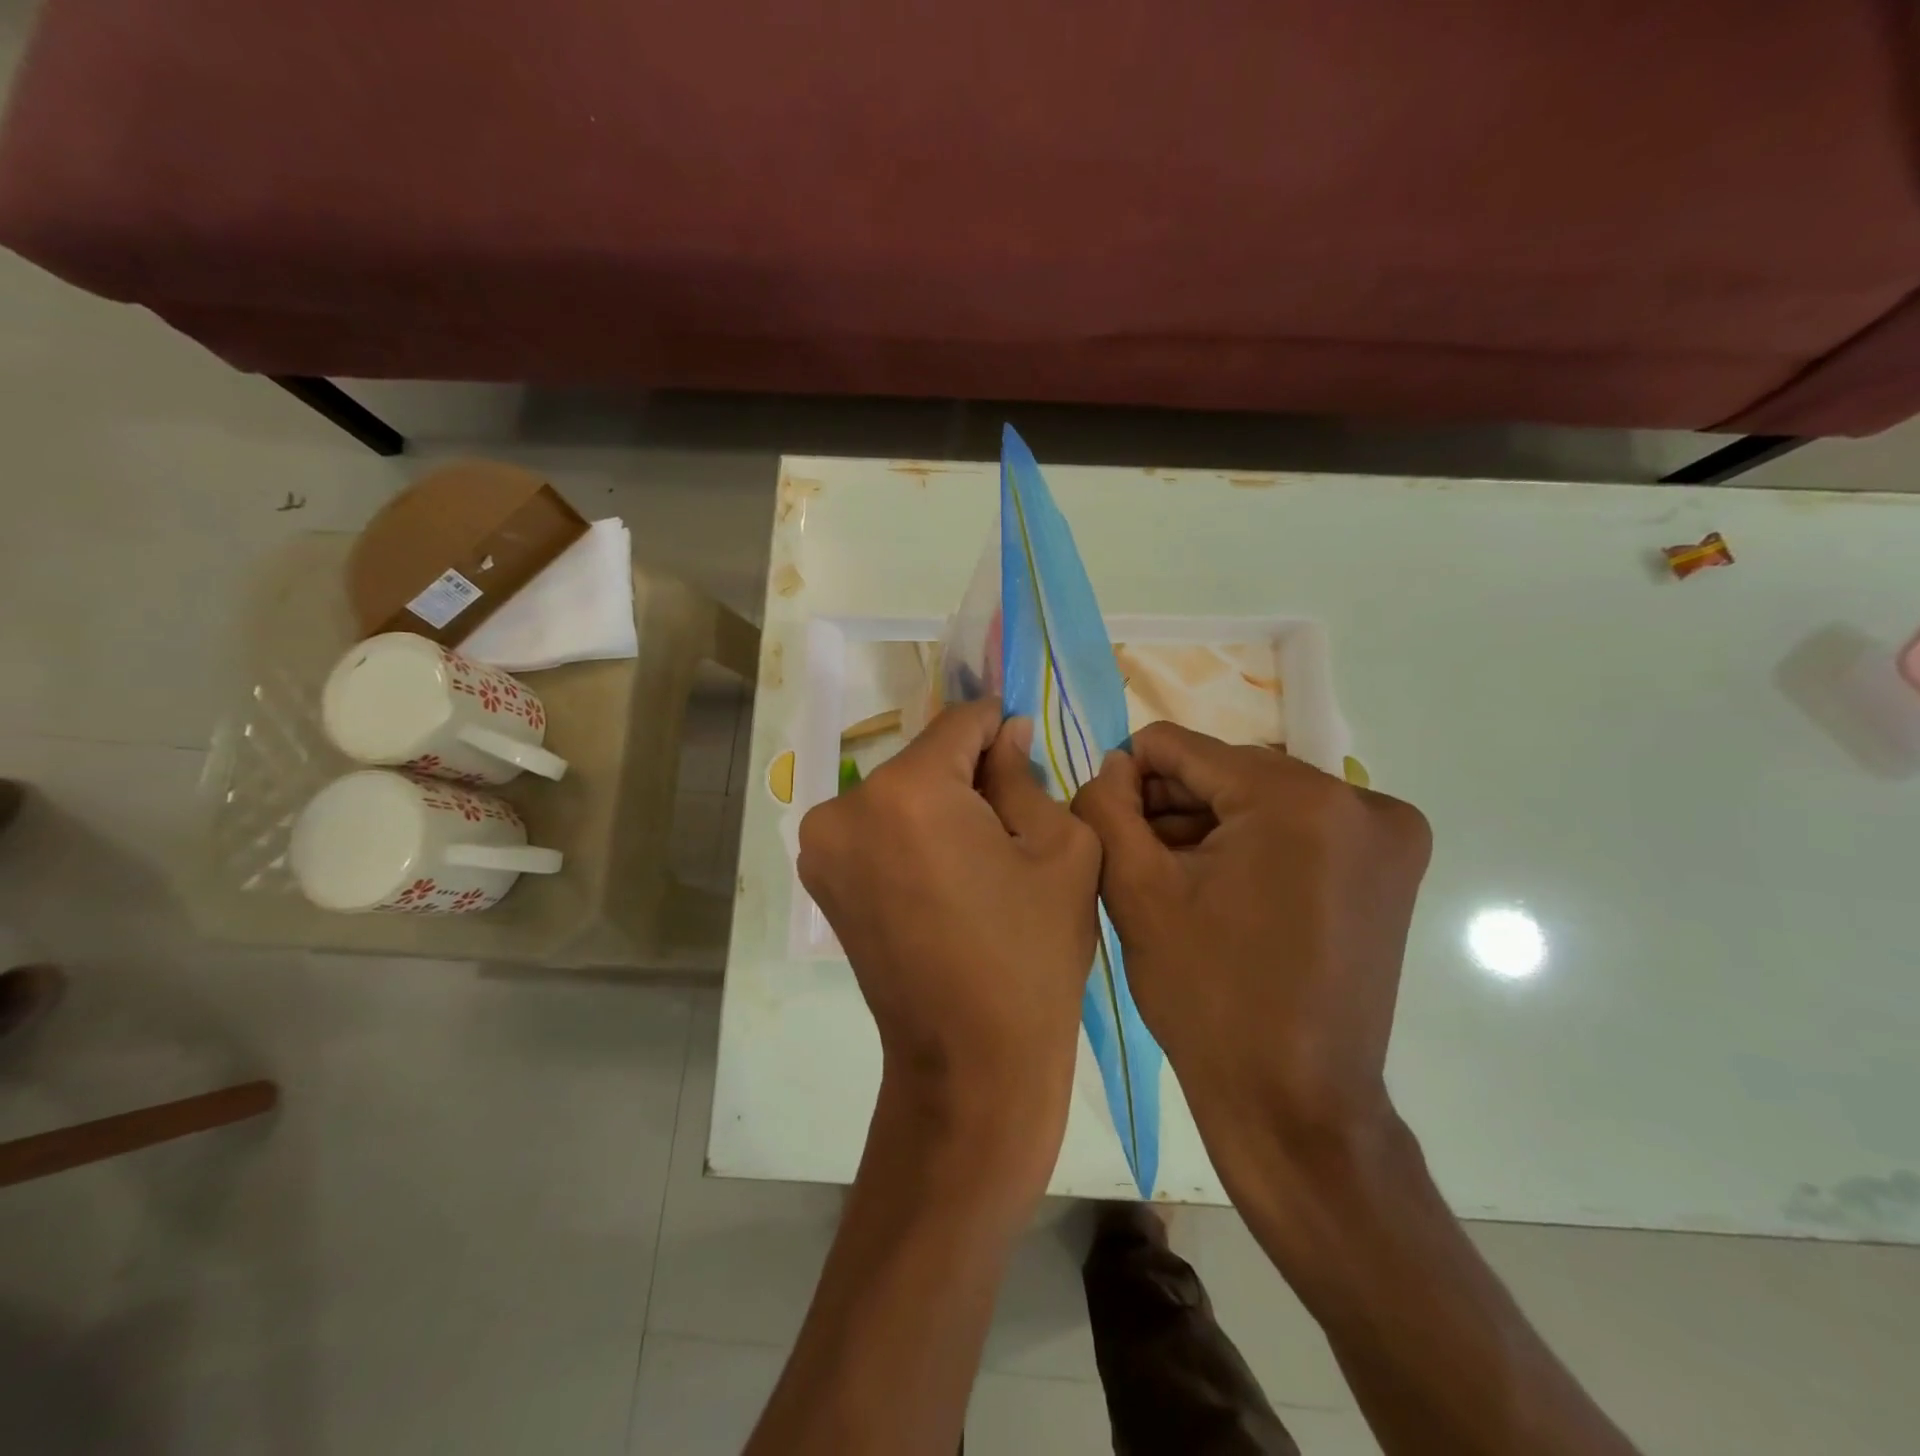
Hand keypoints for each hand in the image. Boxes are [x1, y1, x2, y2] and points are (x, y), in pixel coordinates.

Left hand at [798, 698, 1100, 1162]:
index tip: (1025, 744)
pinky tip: (945, 877)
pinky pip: (875, 828)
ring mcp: (822, 845)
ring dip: (938, 805)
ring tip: (980, 855)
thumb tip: (1005, 734)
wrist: (969, 1062)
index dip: (999, 727)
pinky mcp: (818, 878)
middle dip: (969, 773)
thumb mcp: (1060, 849)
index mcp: (907, 791)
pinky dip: (909, 834)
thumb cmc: (1030, 953)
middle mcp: (846, 806)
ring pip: (899, 793)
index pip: (959, 723)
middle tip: (1012, 815)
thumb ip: (1025, 775)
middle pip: (925, 760)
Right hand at [1071, 722, 1430, 1153]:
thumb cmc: (1207, 995)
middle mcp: (1360, 798)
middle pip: (1228, 771)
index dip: (1133, 779)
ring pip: (1264, 797)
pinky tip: (1226, 891)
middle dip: (1176, 806)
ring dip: (1213, 825)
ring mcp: (1388, 833)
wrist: (1295, 1102)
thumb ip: (1106, 805)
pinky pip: (1302, 825)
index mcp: (1297, 798)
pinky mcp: (1393, 865)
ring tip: (1179, 881)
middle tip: (1143, 860)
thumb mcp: (1135, 890)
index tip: (1113, 826)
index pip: (1183, 748)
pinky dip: (1257, 843)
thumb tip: (1115, 764)